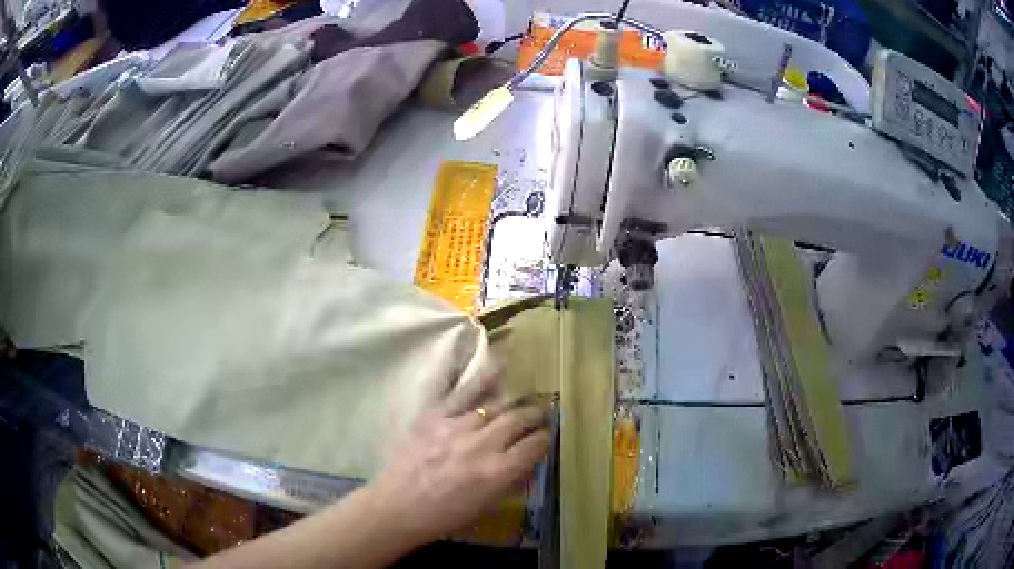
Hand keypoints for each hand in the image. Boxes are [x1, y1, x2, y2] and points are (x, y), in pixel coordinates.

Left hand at [364, 373, 549, 544]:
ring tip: (521, 398)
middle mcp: (482, 445)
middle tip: (540, 412)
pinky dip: (480, 379)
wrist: (398, 507)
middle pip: (519, 419)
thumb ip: (510, 481)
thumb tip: (527, 460)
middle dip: (535, 414)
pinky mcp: (434, 417)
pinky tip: (494, 364)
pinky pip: (459, 392)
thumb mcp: (487, 506)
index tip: (546, 435)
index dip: (545, 438)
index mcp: (498, 472)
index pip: (535, 445)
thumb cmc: (444, 516)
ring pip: (494, 405)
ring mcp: (456, 427)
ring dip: (513, 401)